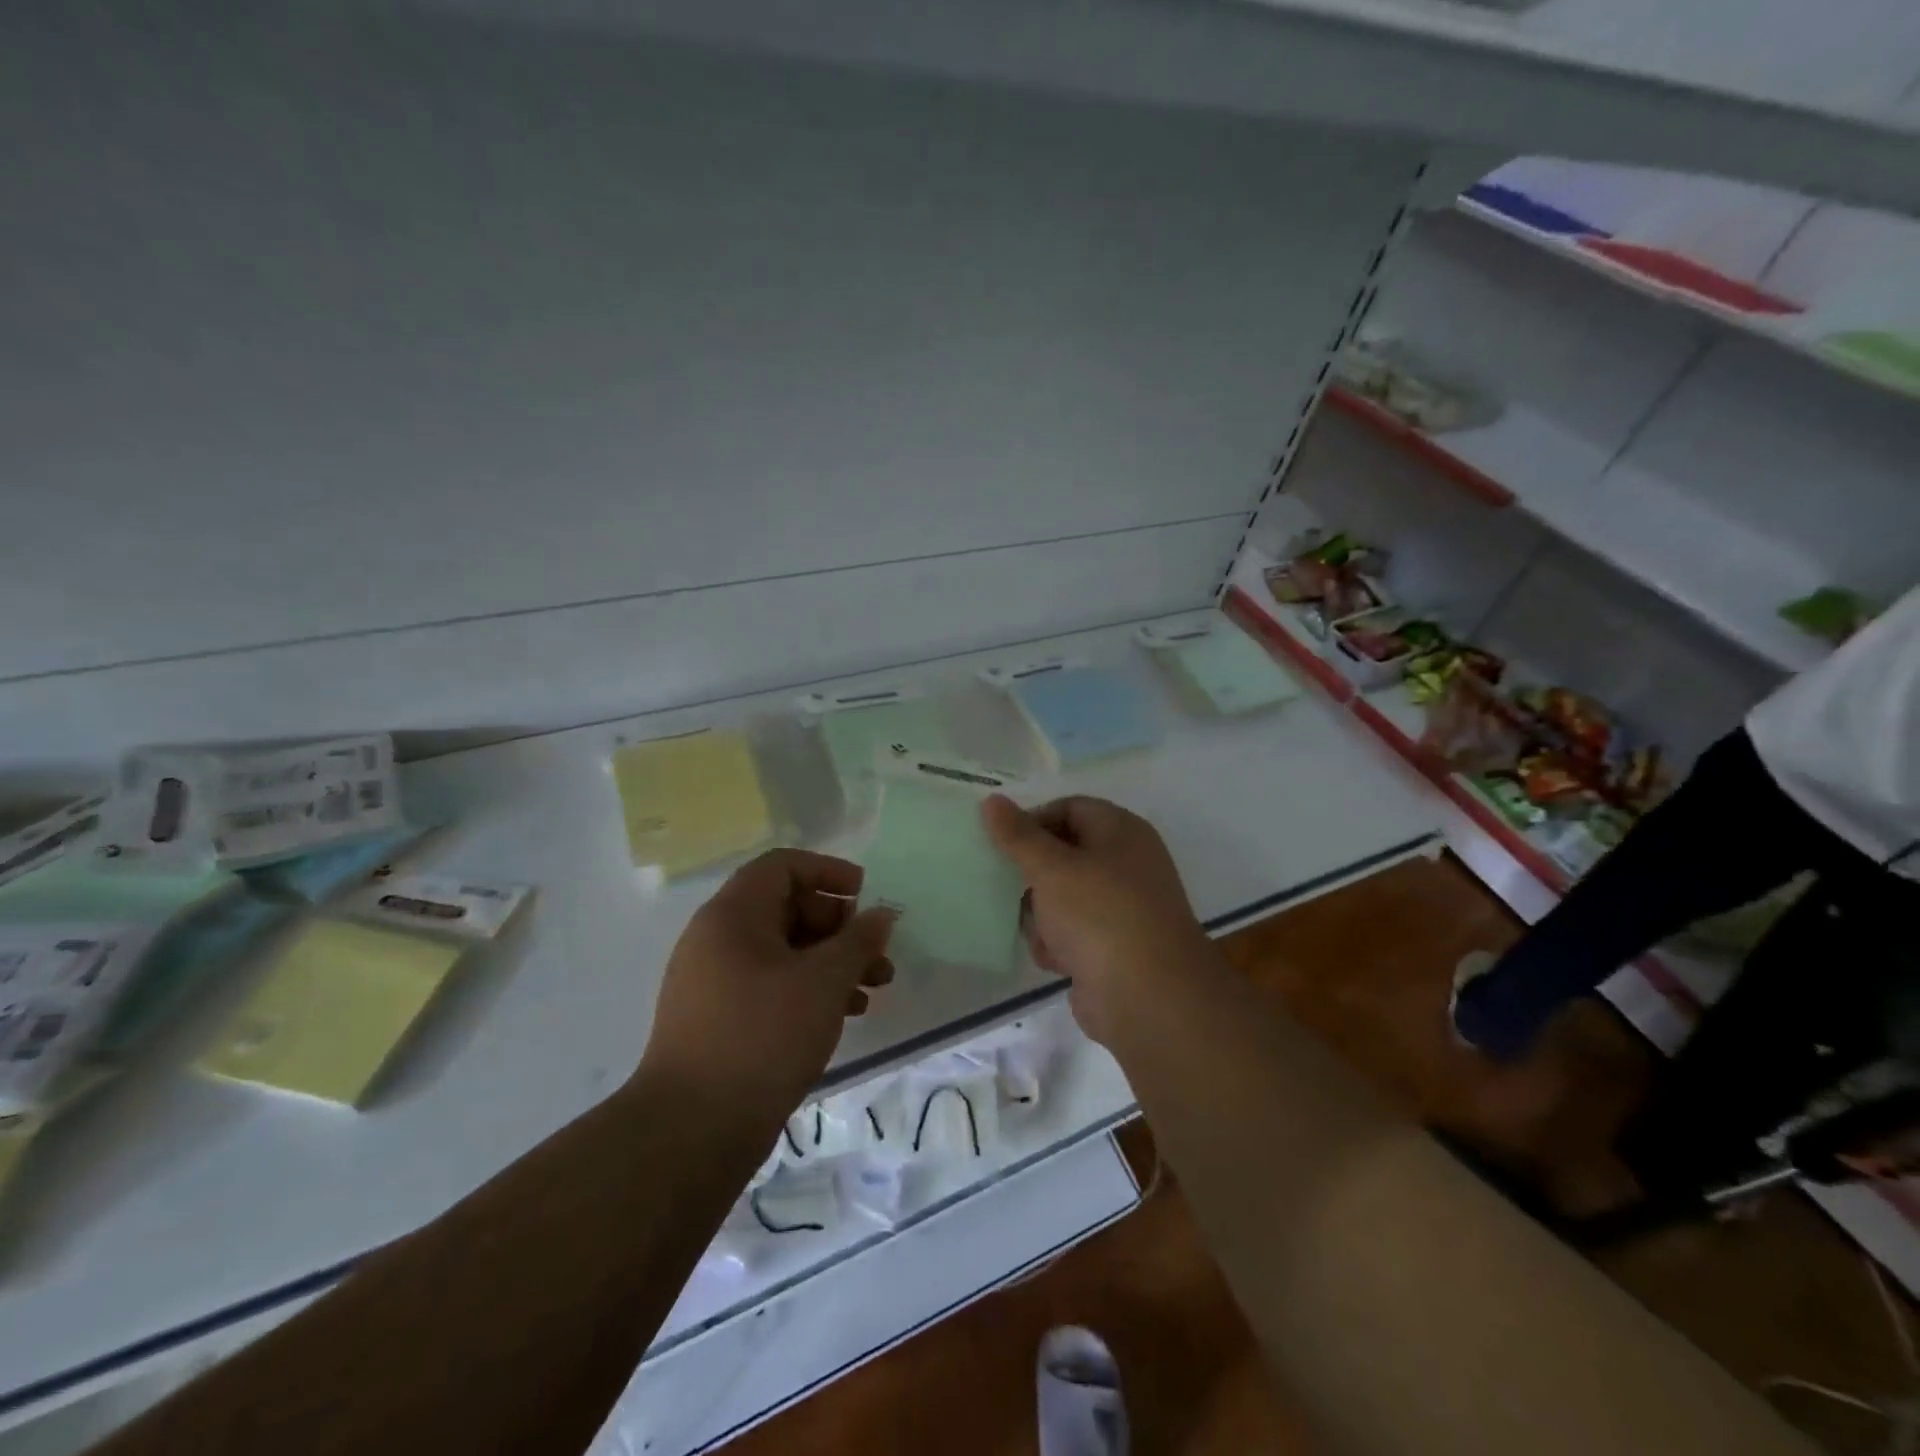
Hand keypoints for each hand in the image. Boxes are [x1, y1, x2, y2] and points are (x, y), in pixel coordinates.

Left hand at [637, 849, 895, 1129]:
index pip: (783, 866)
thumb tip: (882, 914)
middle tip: (877, 955)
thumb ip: (858, 941)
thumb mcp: (823, 981)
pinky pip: (771, 984)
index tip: (866, 897)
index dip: (829, 872)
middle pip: (787, 908)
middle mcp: (717, 938)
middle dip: (840, 927)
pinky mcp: (719, 1018)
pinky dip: (809, 989)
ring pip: (784, 951)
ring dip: (832, 962)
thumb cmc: (763, 1036)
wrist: (692, 1130)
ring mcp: (714, 981)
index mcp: (733, 914)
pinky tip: (844, 1015)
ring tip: (874, 989)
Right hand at [982, 795, 1215, 1044]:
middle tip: (1006, 888)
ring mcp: (1123, 907)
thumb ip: (1018, 835)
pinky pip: (1074, 931)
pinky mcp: (1115, 946)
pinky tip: (1055, 960)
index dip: (1033, 821)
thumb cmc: (1100, 915)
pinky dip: (1059, 943)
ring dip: (1042, 915)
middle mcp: (1126, 863)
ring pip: (1064, 896)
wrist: (1148, 998)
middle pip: (1064, 854)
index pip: (1069, 808)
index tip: (1001, 845)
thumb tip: (992, 800)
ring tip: (1039, 932)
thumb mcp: (1051, 868)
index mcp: (1121, 831)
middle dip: (1034, 876)